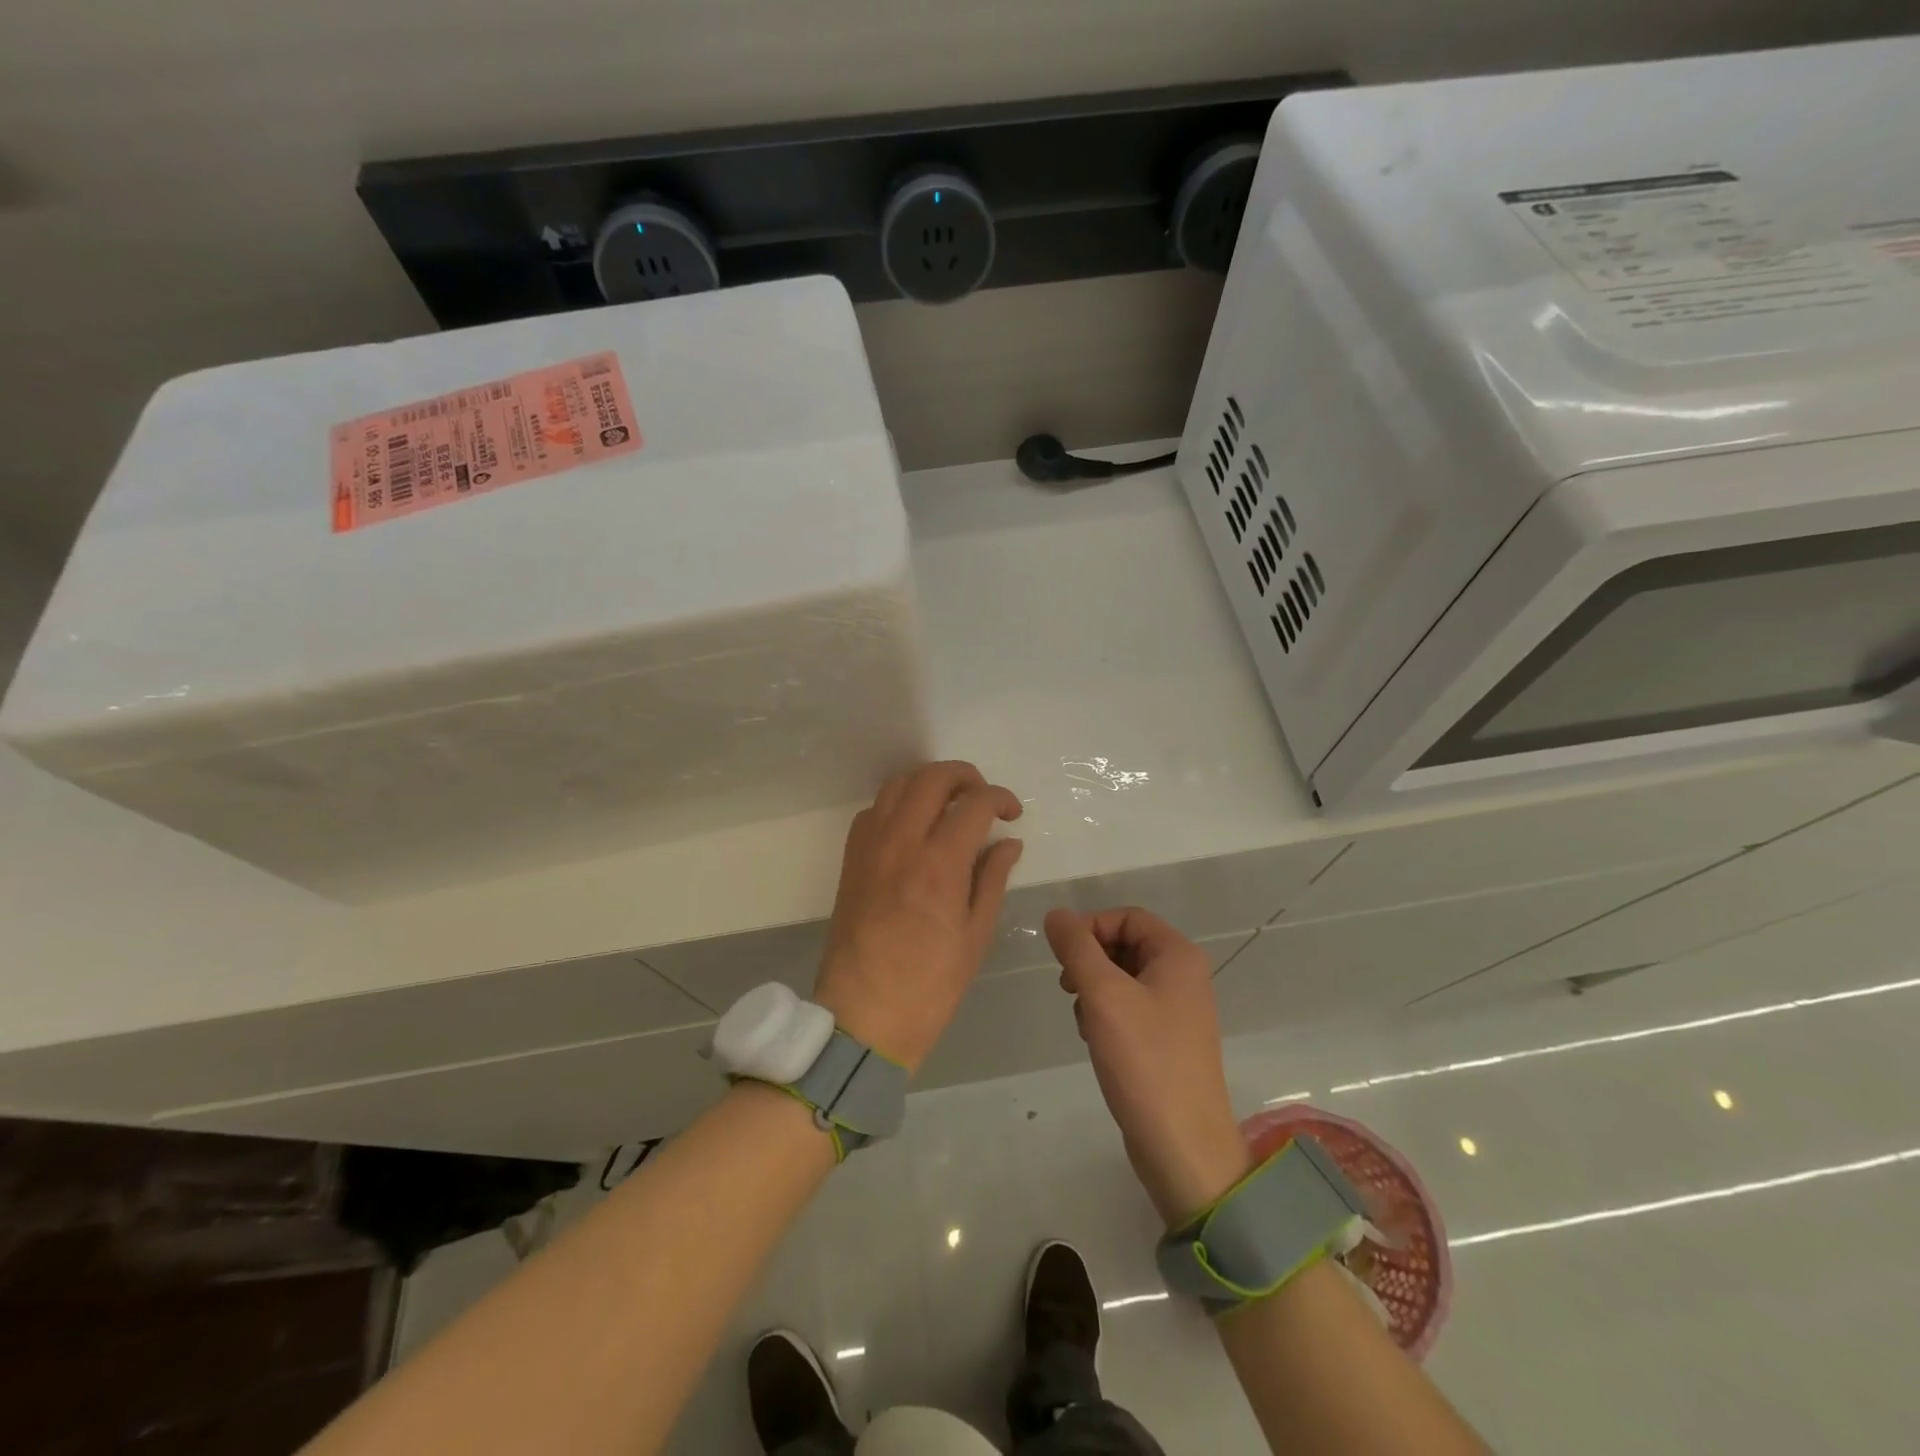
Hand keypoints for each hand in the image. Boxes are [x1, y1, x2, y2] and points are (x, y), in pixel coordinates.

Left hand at [815, 761, 1023, 1074]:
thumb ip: (991, 878)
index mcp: (939, 865)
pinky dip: (898, 803)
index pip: (974, 804)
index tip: (1012, 813)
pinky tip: (913, 826)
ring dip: (929, 782)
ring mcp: (870, 847)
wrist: (863, 1015)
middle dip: (965, 776)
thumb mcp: (975, 935)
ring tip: (950, 804)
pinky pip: (873, 809)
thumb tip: (1008, 841)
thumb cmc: (929, 984)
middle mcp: (901, 843)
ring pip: (898, 784)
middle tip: (983, 797)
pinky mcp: (851, 858)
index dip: (1000, 798)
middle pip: (932, 777)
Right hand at [1046, 907, 1250, 1226]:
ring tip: (1084, 1022)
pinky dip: (1106, 1016)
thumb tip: (1055, 914)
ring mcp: (1177, 1010)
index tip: (1063, 959)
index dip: (1090, 928)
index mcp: (1178, 956)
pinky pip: (1129, 1009)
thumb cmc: (1145, 1061)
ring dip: (1094, 991)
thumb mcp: (1103, 995)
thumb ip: (1076, 948)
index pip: (1125, 917)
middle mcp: (1183, 976)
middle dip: (1089, 962)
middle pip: (1124, 945)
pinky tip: (1095, 1040)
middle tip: (1068, 989)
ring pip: (1122, 978)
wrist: (1182, 1147)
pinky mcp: (1166, 1041)